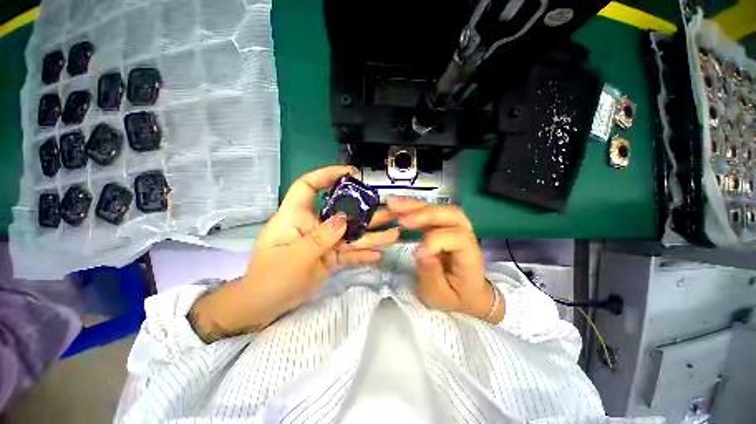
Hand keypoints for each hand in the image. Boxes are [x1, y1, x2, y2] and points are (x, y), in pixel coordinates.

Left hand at [189, 166, 397, 342]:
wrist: (266, 306)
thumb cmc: (270, 278)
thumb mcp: (293, 258)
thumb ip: (319, 239)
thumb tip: (343, 219)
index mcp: (296, 216)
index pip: (308, 186)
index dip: (327, 175)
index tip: (351, 173)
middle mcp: (313, 225)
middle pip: (341, 212)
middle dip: (365, 211)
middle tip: (389, 211)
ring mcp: (324, 242)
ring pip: (350, 235)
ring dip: (371, 235)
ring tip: (393, 235)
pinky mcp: (330, 257)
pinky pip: (349, 253)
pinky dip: (362, 254)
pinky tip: (379, 255)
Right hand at [387, 198, 503, 323]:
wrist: (468, 293)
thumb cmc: (455, 296)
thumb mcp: (440, 296)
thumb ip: (432, 276)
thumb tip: (421, 252)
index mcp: (470, 257)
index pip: (458, 238)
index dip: (436, 242)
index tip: (417, 254)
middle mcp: (467, 237)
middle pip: (452, 215)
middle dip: (426, 214)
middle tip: (403, 219)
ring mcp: (456, 228)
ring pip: (440, 209)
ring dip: (416, 206)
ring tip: (394, 205)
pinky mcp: (444, 227)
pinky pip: (431, 212)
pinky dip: (414, 207)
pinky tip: (398, 206)